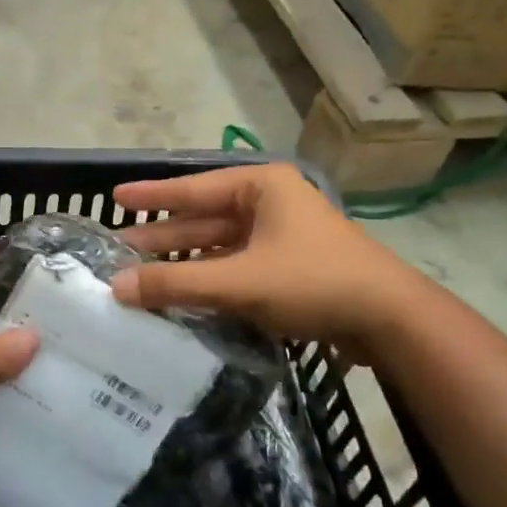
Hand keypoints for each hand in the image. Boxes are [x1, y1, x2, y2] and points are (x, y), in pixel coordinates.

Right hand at [110, 163, 417, 346]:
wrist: (390, 320)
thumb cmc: (313, 281)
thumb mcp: (240, 281)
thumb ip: (176, 284)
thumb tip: (116, 287)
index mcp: (261, 187)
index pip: (193, 189)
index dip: (152, 195)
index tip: (116, 196)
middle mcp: (269, 203)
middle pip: (204, 218)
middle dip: (163, 236)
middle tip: (120, 247)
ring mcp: (281, 236)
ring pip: (219, 246)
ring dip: (184, 262)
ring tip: (140, 275)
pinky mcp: (288, 267)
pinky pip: (236, 267)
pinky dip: (209, 279)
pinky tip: (181, 294)